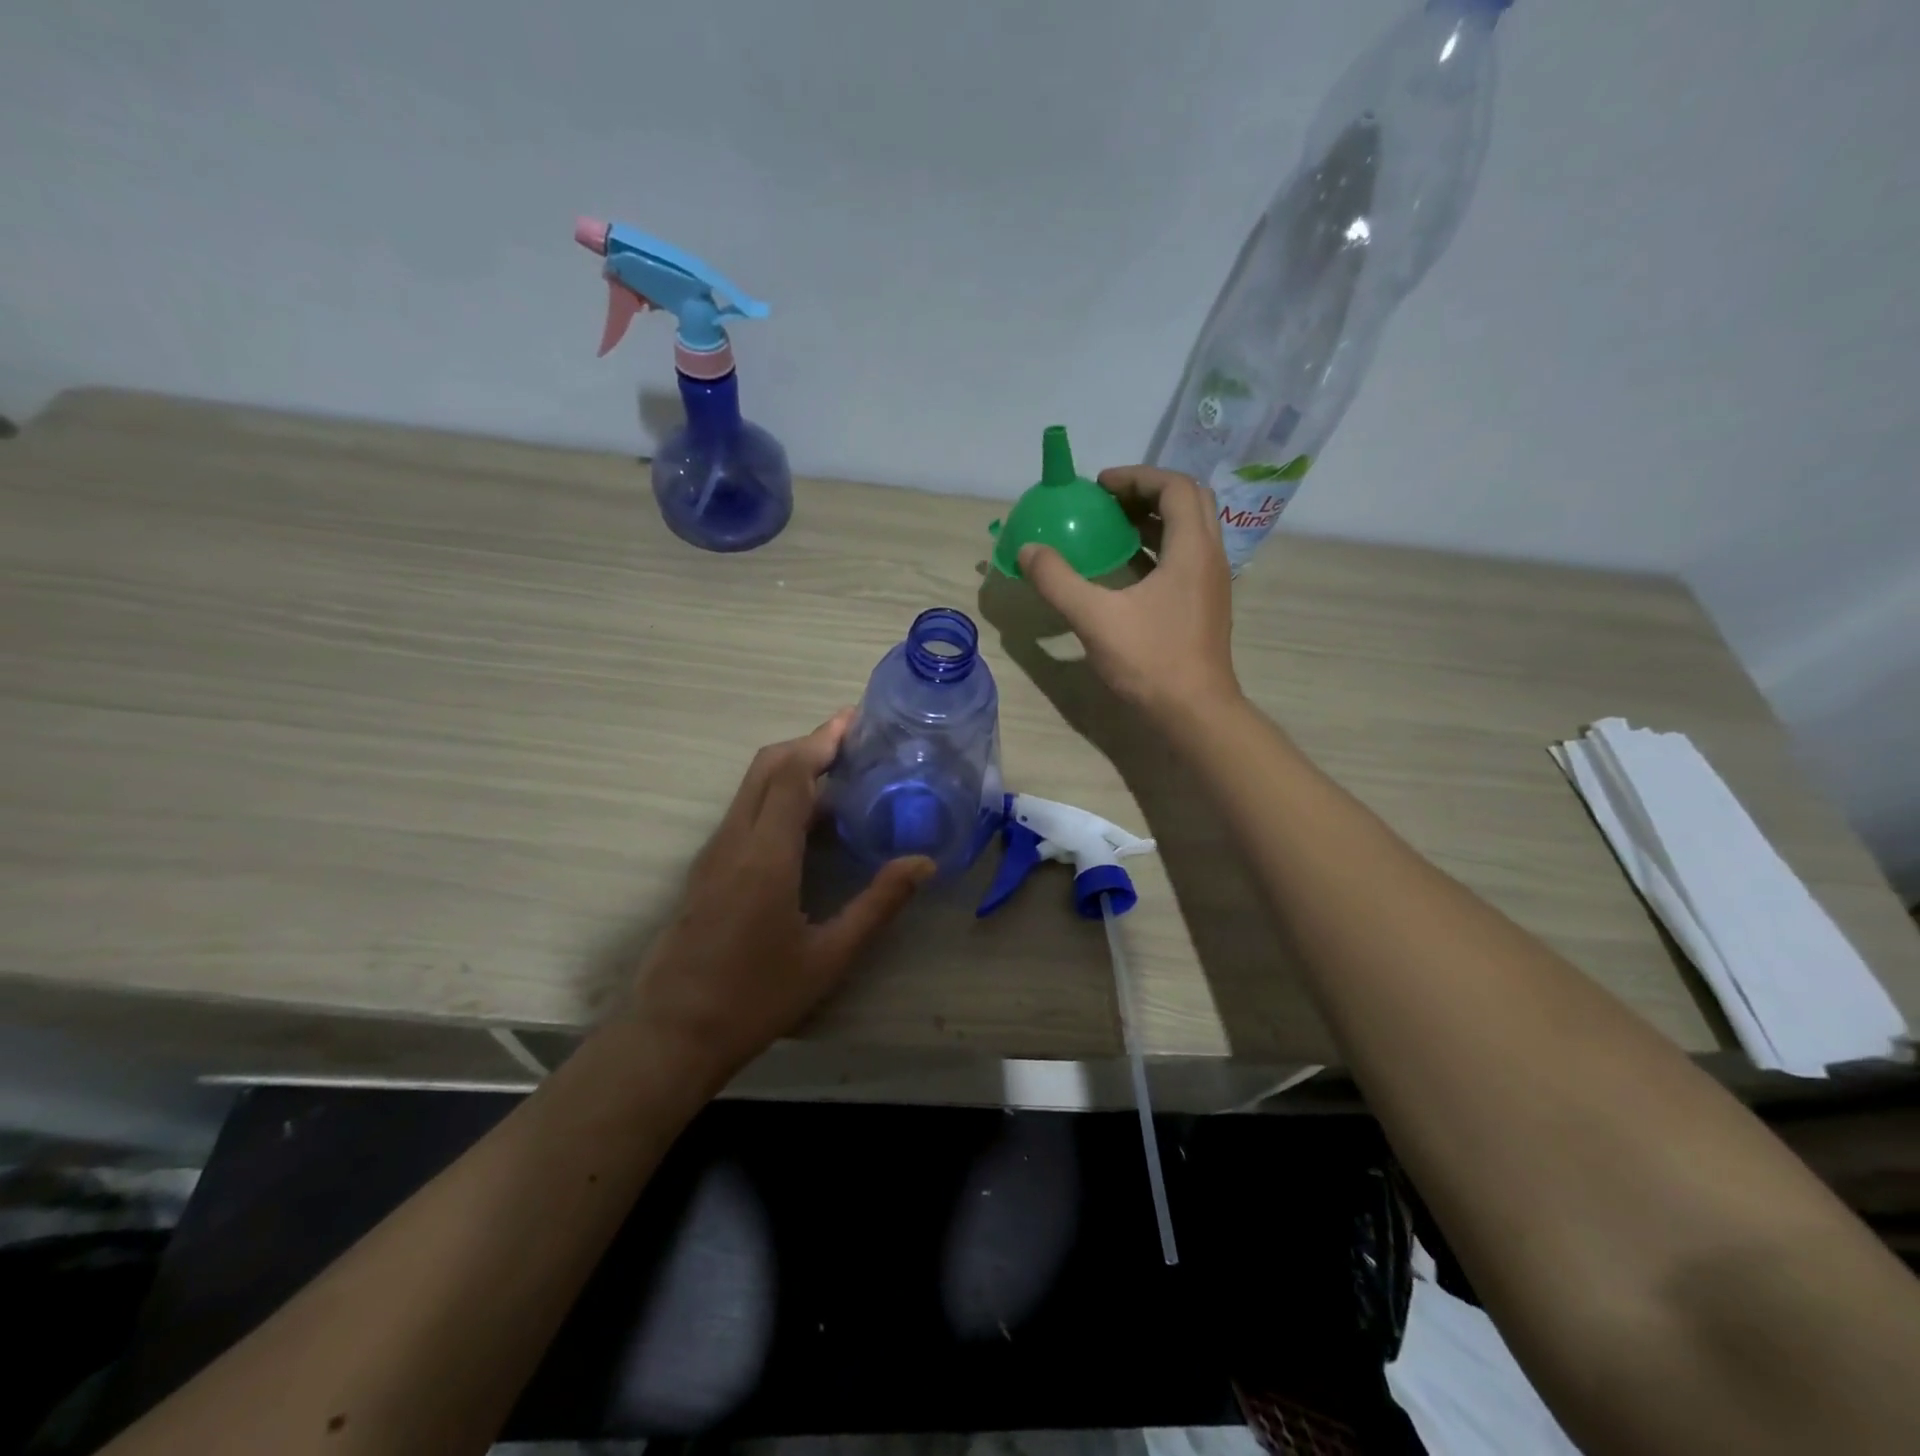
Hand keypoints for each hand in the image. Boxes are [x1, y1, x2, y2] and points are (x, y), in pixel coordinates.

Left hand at [628, 711, 933, 1088]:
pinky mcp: (705, 869)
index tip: (855, 721)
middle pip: (766, 767)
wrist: (672, 1034)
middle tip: (853, 740)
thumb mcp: (829, 956)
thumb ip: (878, 904)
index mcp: (766, 855)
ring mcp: (713, 853)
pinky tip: (806, 820)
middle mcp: (734, 841)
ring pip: (751, 787)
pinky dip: (776, 794)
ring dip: (792, 768)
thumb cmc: (755, 997)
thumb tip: (923, 863)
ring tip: (839, 773)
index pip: (792, 773)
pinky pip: (744, 811)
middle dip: (808, 743)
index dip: (823, 740)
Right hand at [1018, 465, 1240, 724]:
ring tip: (1112, 528)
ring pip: (1188, 531)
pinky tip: (1125, 569)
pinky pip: (1184, 558)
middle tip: (1108, 502)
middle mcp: (1209, 557)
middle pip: (1187, 502)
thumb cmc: (1151, 661)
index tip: (1099, 486)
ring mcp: (1211, 582)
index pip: (1175, 487)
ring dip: (1153, 520)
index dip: (1136, 477)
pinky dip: (1157, 549)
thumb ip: (1058, 581)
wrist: (1195, 713)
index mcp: (1192, 549)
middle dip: (1147, 493)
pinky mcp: (1204, 605)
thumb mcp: (1095, 619)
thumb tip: (1028, 551)